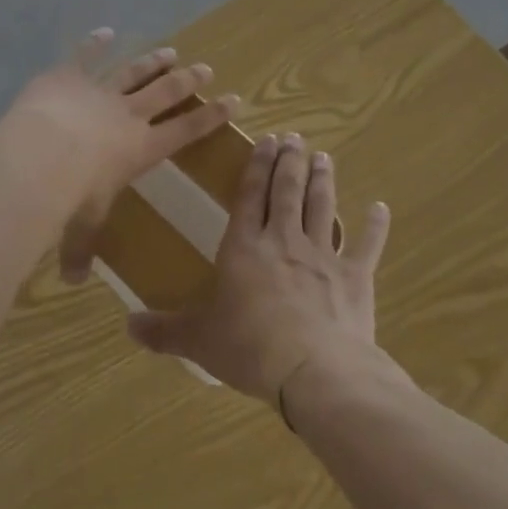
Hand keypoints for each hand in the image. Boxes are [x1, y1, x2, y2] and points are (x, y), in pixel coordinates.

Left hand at [0, 29, 239, 282]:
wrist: (39, 157)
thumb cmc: (69, 198)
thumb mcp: (79, 228)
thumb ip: (78, 251)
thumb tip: (73, 281)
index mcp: (140, 149)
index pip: (185, 131)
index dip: (211, 116)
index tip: (233, 100)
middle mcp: (127, 116)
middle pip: (165, 93)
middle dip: (187, 81)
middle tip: (205, 68)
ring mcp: (99, 92)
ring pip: (133, 72)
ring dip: (153, 61)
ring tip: (170, 52)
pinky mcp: (68, 77)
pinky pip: (85, 56)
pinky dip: (95, 43)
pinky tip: (106, 32)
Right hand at [125, 133, 390, 401]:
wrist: (313, 370)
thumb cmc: (249, 348)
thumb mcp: (198, 340)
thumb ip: (164, 330)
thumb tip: (127, 327)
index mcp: (245, 247)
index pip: (250, 196)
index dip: (257, 166)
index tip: (267, 141)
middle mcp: (284, 241)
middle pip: (288, 191)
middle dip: (290, 162)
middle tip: (295, 138)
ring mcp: (323, 256)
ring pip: (322, 207)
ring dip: (323, 181)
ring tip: (323, 157)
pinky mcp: (355, 278)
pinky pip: (366, 246)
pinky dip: (375, 226)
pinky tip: (380, 208)